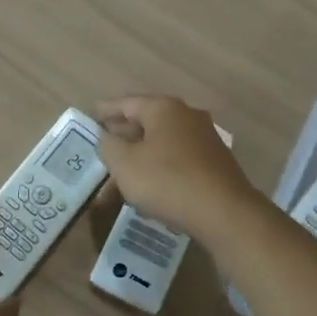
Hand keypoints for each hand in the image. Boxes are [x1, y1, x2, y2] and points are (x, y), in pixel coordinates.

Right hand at [95, 94, 257, 241]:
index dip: (106, 110)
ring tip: (122, 172)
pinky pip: (178, 159)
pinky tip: (150, 186)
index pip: (127, 103)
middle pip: (147, 121)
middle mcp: (187, 116)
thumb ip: (108, 146)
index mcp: (163, 108)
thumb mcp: (124, 164)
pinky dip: (160, 167)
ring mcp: (205, 138)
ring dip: (141, 155)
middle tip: (104, 145)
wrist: (224, 212)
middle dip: (124, 135)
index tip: (92, 114)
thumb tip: (107, 137)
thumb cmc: (167, 181)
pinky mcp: (215, 162)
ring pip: (163, 142)